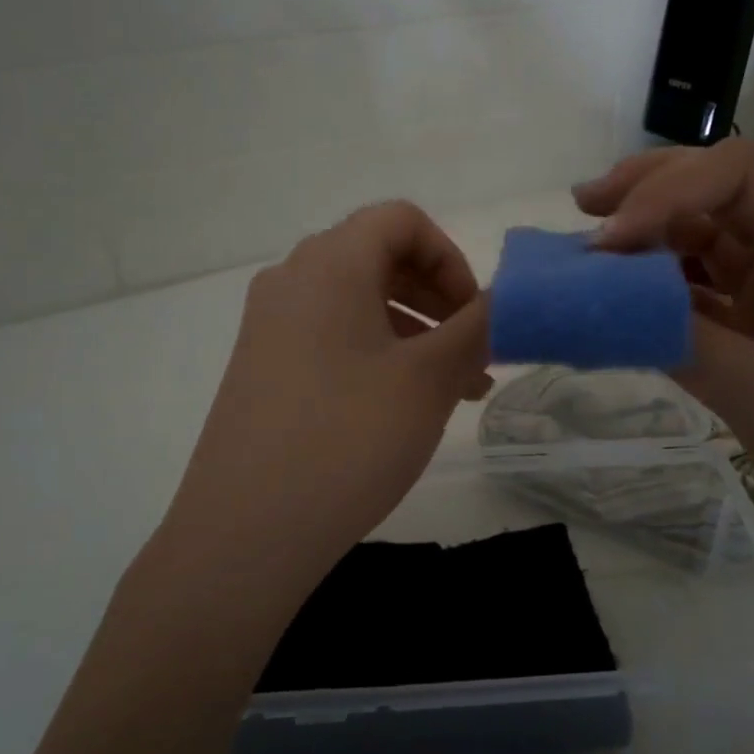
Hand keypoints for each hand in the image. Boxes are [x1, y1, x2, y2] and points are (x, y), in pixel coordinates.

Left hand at [160, 201, 490, 588]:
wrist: (245, 532)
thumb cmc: (348, 439)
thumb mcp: (429, 379)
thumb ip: (478, 326)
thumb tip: (508, 298)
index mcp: (330, 263)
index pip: (401, 220)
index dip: (450, 257)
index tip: (474, 314)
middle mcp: (292, 280)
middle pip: (379, 257)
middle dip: (438, 298)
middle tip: (474, 354)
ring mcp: (269, 325)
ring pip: (358, 302)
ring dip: (414, 330)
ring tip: (454, 389)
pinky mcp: (261, 366)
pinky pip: (331, 335)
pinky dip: (376, 352)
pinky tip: (404, 405)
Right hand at [574, 138, 753, 594]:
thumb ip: (687, 341)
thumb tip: (602, 301)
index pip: (742, 176)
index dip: (669, 190)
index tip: (612, 241)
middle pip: (719, 191)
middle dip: (650, 190)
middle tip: (584, 208)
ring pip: (703, 241)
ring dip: (646, 239)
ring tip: (587, 249)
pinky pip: (696, 297)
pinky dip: (652, 293)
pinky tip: (616, 301)